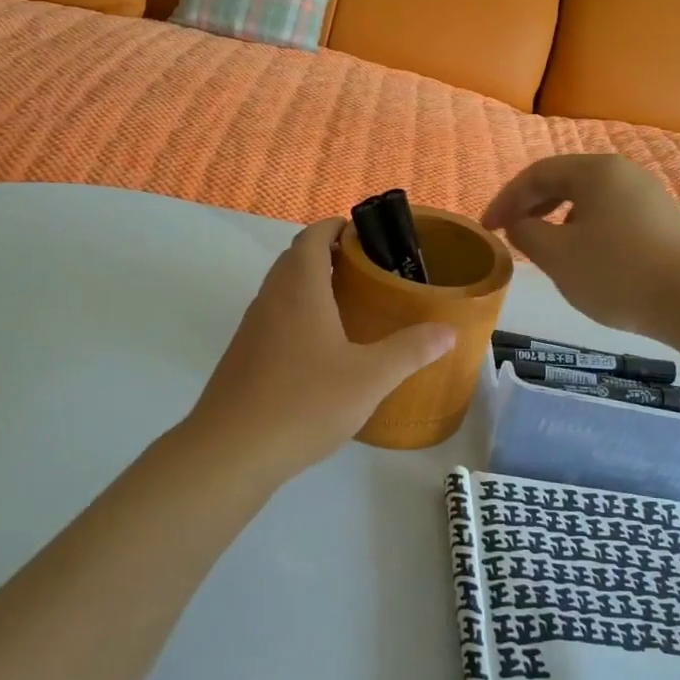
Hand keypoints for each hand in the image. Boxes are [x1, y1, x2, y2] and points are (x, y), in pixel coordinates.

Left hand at [179, 220, 455, 483]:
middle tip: (369, 271)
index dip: (337, 228)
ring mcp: (252, 327)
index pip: (313, 236)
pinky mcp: (244, 355)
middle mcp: (271, 298)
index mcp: (299, 288)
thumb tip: (448, 330)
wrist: (231, 451)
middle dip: (329, 255)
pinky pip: (275, 318)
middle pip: (296, 259)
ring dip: (312, 286)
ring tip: (352, 306)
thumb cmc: (304, 402)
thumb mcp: (369, 378)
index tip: (367, 235)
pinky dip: (299, 315)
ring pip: (283, 290)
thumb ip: (410, 350)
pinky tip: (322, 349)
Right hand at [481, 154, 679, 334]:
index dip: (505, 200)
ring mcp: (647, 196)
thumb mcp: (557, 256)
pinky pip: (610, 215)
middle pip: (564, 181)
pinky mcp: (662, 221)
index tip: (487, 228)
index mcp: (595, 171)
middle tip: (510, 233)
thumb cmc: (616, 272)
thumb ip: (527, 234)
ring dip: (557, 218)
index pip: (536, 173)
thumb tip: (519, 225)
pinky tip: (582, 257)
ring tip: (543, 247)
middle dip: (531, 206)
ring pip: (588, 199)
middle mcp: (623, 173)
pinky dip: (584, 229)